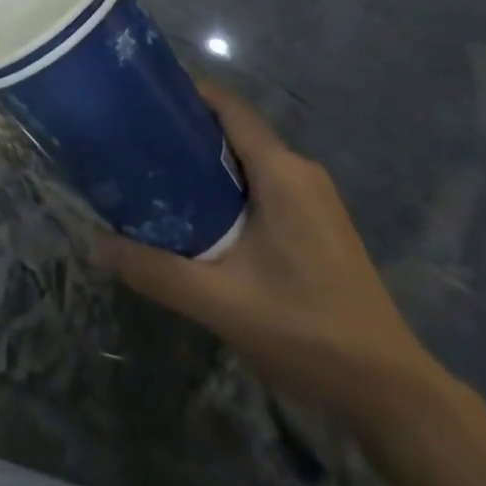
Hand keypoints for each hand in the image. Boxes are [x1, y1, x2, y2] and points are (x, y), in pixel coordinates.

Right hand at [99, 82, 451, 433]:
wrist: (390, 392)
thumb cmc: (305, 330)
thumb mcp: (219, 303)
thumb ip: (156, 271)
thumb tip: (95, 243)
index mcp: (280, 170)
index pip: (227, 105)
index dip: (185, 94)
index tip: (141, 98)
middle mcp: (300, 169)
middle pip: (235, 130)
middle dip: (187, 131)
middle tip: (138, 143)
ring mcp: (316, 197)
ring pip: (252, 159)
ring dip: (208, 162)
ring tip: (159, 176)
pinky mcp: (321, 222)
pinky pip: (267, 183)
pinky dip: (232, 186)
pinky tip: (204, 217)